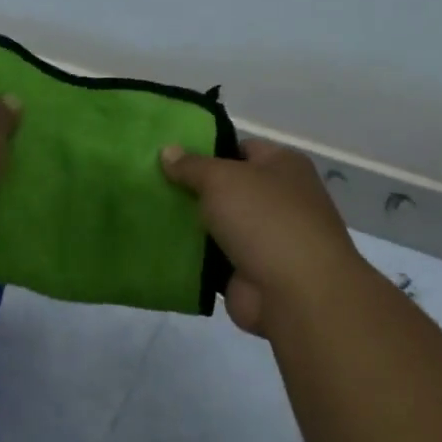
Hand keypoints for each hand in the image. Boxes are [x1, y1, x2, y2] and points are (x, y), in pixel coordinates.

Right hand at [161, 137, 363, 334]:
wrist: (296, 292)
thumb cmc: (265, 219)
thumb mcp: (222, 179)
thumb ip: (192, 166)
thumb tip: (168, 151)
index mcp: (283, 166)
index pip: (242, 148)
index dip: (207, 150)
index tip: (170, 156)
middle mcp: (279, 200)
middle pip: (228, 189)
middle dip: (192, 189)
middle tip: (150, 185)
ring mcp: (266, 239)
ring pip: (218, 226)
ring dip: (189, 226)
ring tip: (146, 215)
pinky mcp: (249, 273)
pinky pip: (213, 260)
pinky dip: (192, 259)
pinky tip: (159, 249)